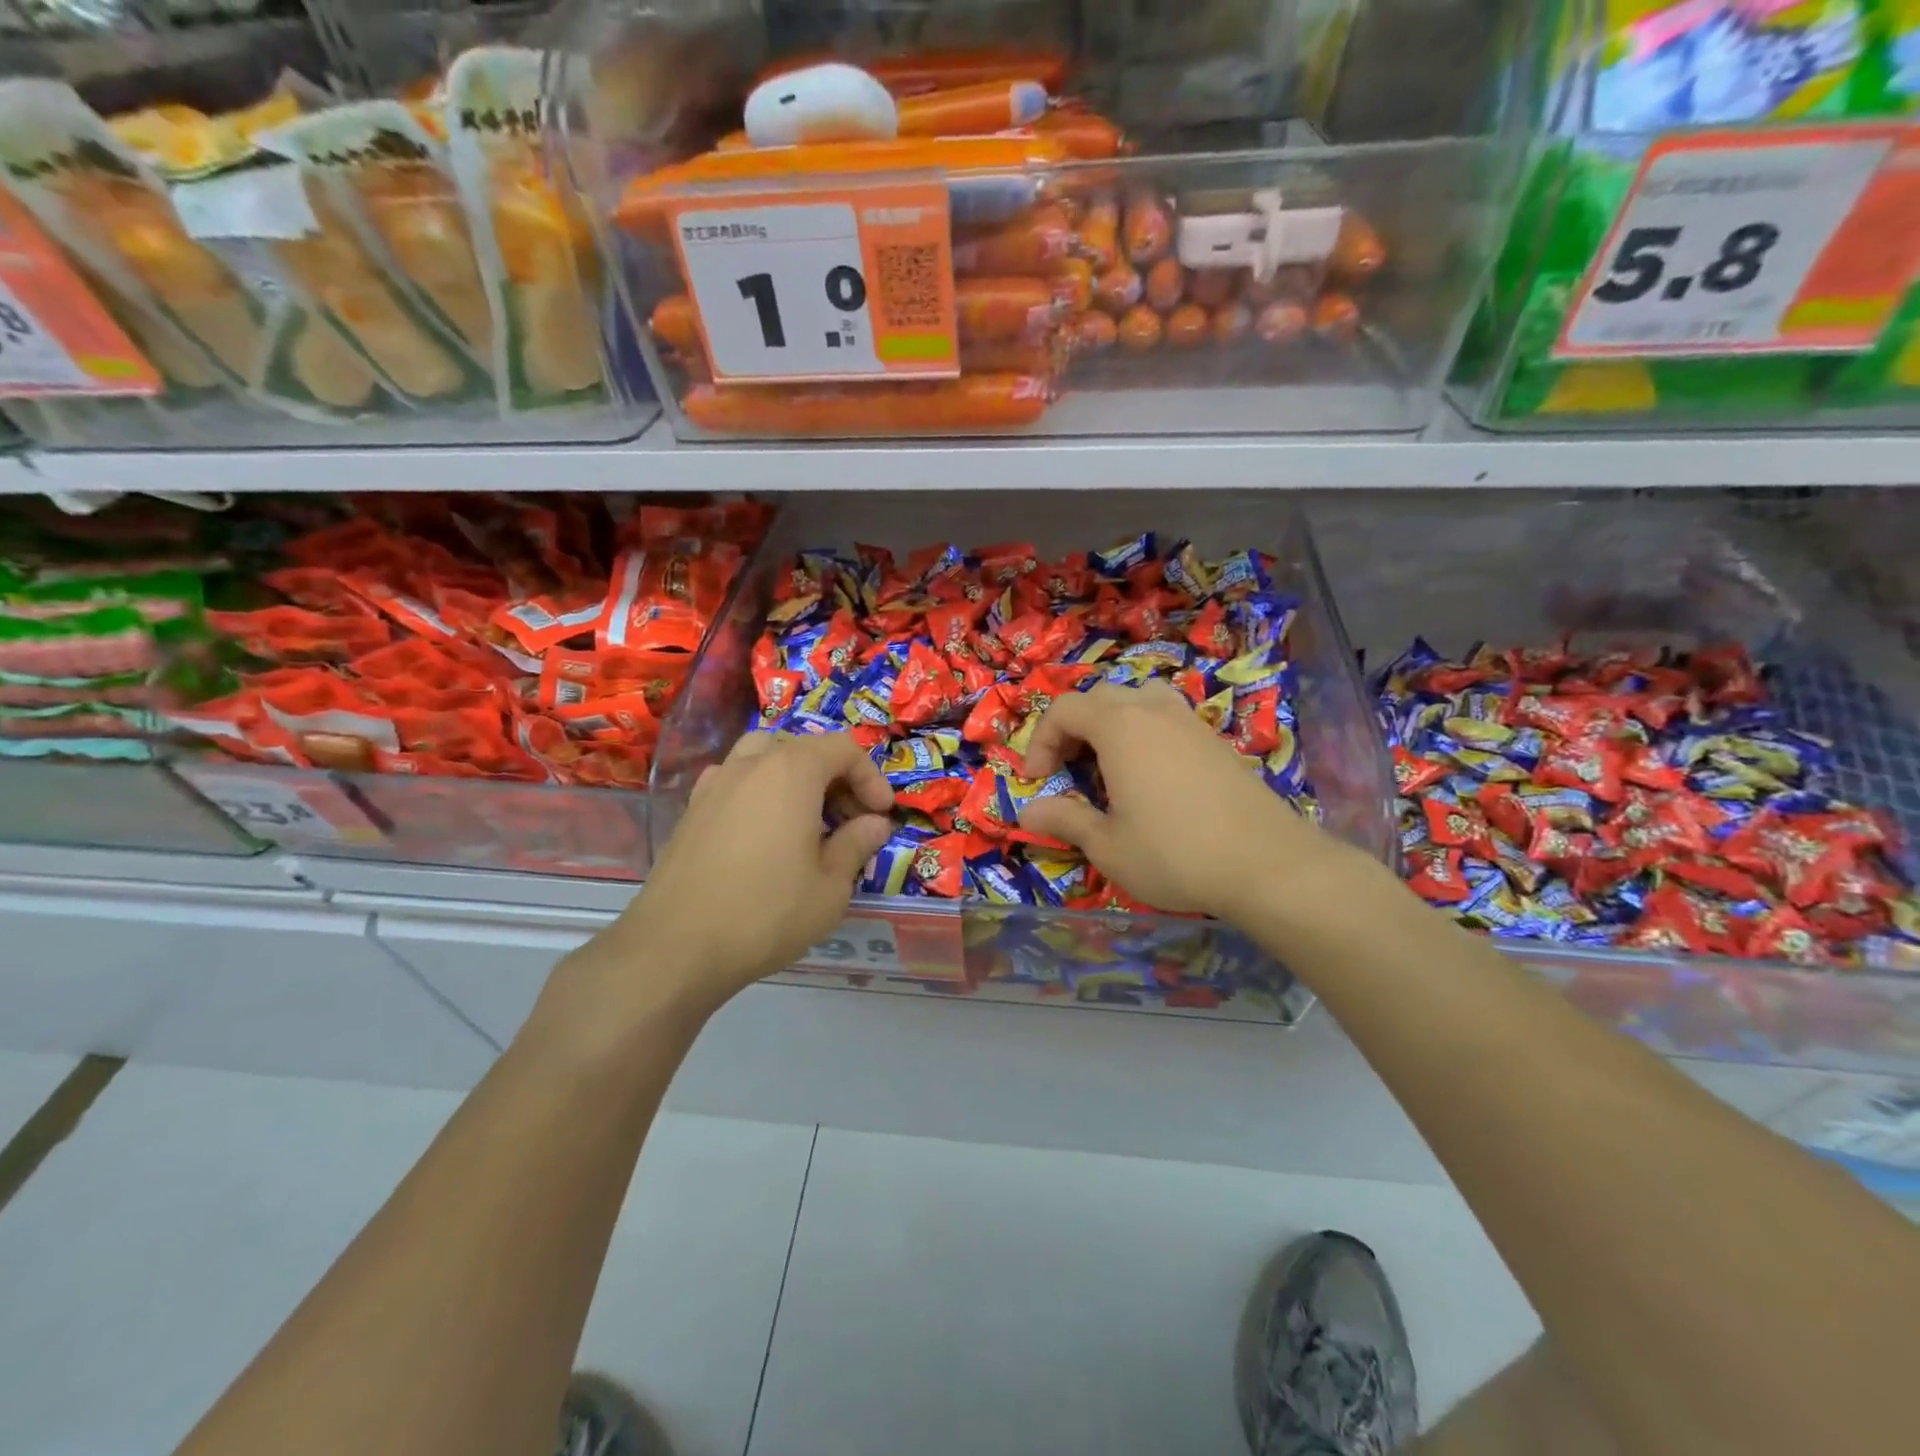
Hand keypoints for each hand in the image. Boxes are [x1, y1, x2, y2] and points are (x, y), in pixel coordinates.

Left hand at [547, 734, 894, 1034]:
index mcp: (791, 771)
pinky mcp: (691, 811)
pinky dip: (761, 794)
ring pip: (764, 758)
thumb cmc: (767, 912)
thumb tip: (875, 825)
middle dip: (835, 777)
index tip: (881, 815)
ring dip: (795, 779)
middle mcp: (750, 765)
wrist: (676, 947)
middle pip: (803, 748)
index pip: (843, 749)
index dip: (871, 777)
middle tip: (849, 821)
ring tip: (807, 820)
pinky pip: (736, 783)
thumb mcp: (830, 886)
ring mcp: (714, 784)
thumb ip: (856, 845)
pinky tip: (765, 836)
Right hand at [1016, 681, 1340, 921]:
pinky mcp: (1215, 739)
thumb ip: (1065, 819)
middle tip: (1068, 770)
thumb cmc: (1175, 853)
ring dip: (1110, 723)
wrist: (1266, 863)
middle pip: (1099, 697)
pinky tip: (1149, 775)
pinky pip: (1166, 716)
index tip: (1038, 781)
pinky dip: (1143, 732)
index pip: (1065, 709)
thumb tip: (1030, 809)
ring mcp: (1189, 721)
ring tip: (1107, 763)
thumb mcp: (1108, 845)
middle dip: (1073, 729)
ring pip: (1137, 699)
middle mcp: (1153, 710)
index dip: (1041, 741)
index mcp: (1119, 726)